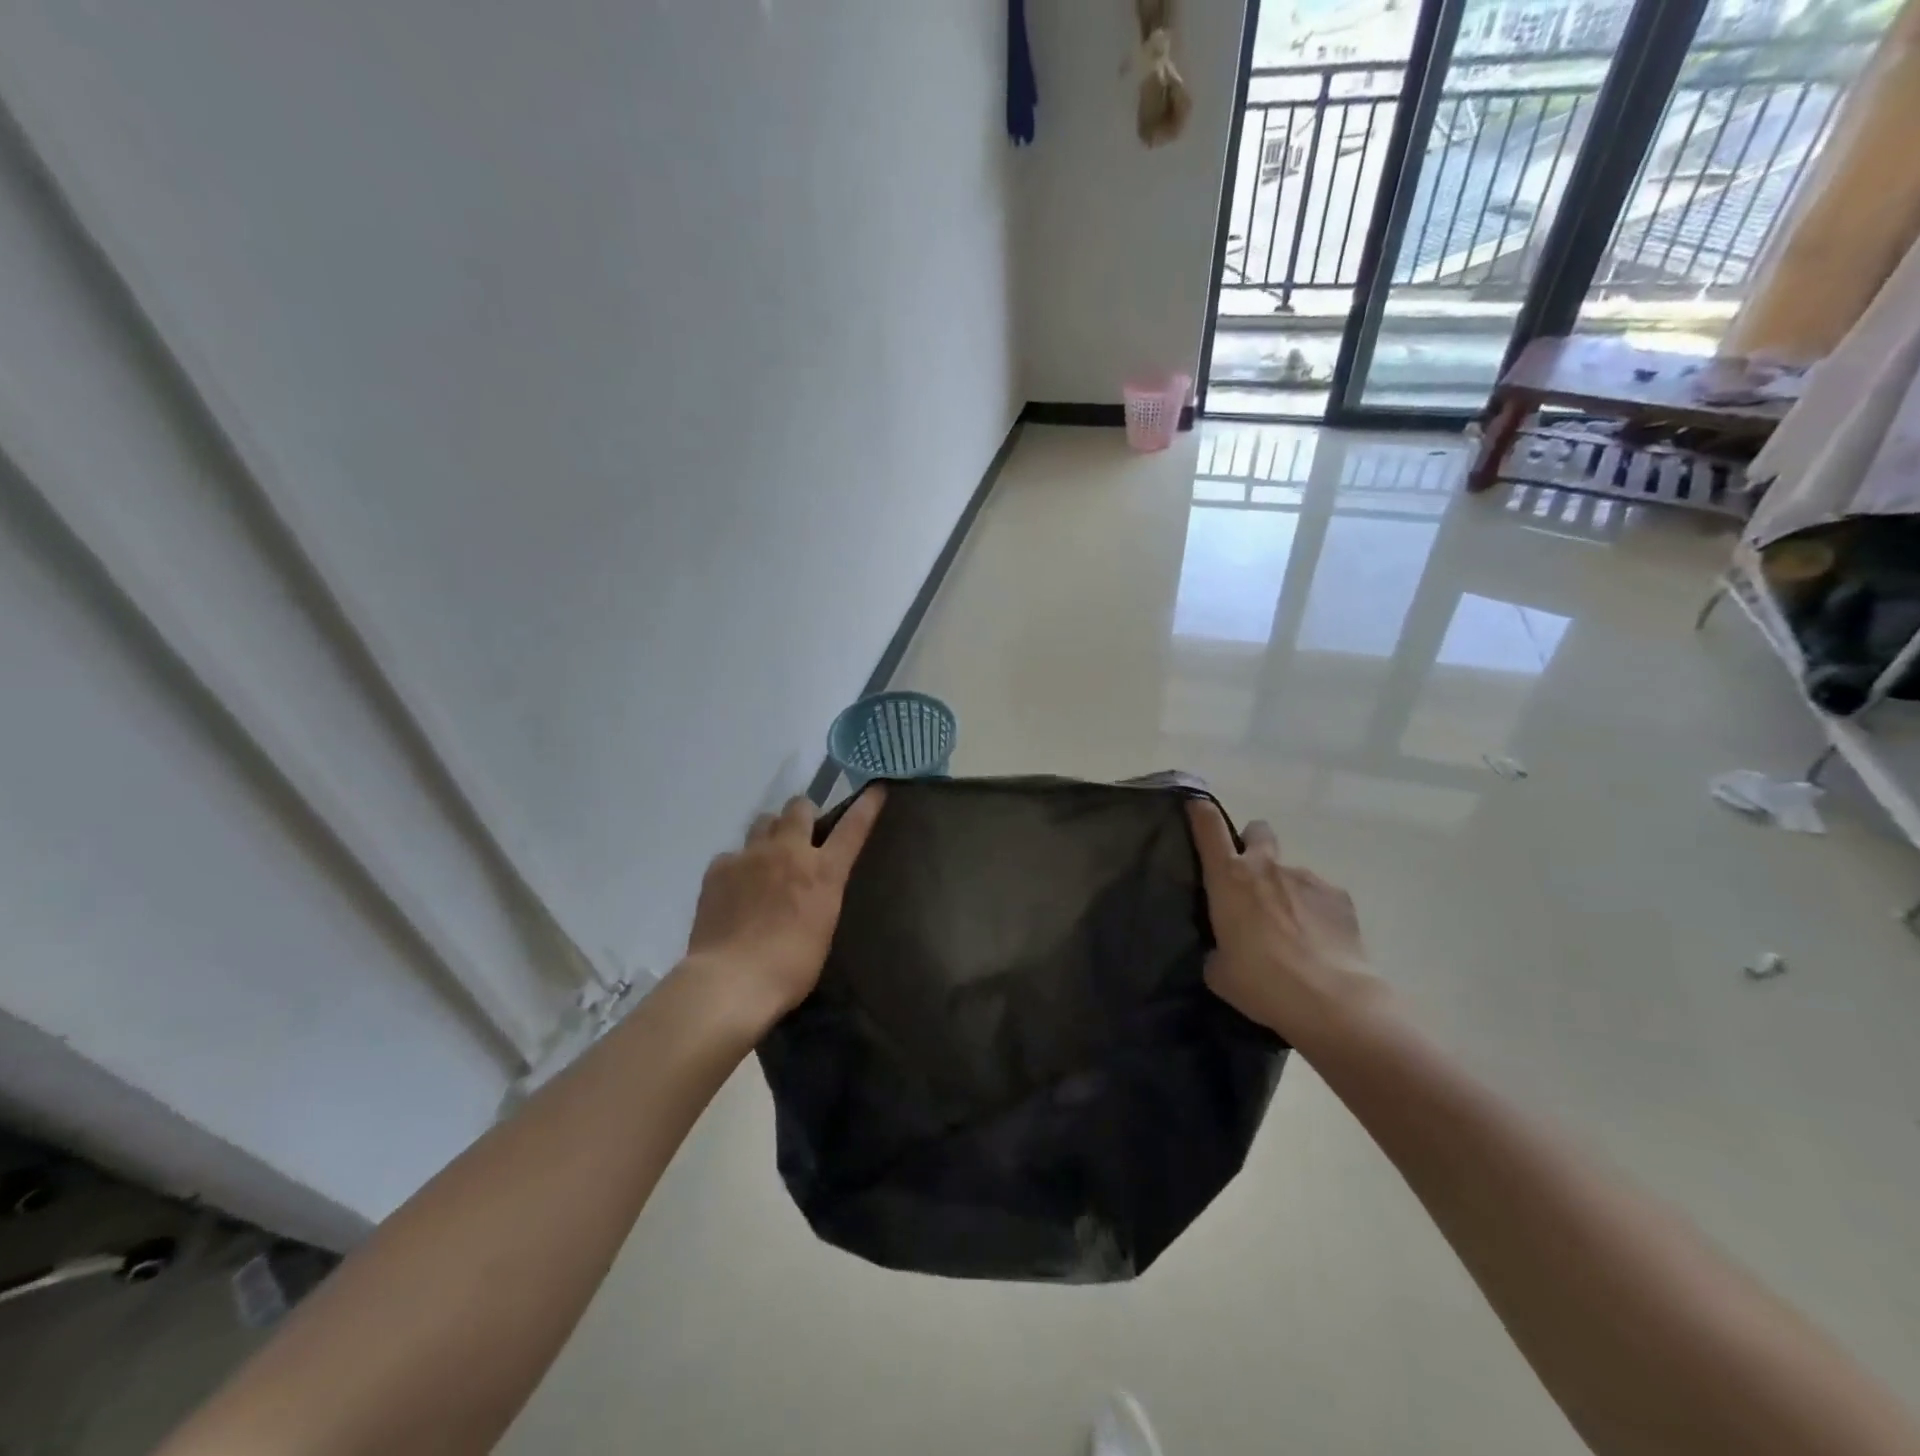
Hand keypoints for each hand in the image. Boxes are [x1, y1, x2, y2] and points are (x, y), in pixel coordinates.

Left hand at [686, 788, 886, 1021]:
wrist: (731, 980)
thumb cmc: (789, 967)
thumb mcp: (822, 929)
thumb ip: (819, 897)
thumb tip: (808, 889)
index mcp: (822, 872)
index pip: (852, 828)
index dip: (866, 805)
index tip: (875, 788)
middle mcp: (788, 852)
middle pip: (799, 807)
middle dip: (804, 814)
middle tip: (802, 834)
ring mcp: (750, 856)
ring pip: (764, 821)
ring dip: (771, 832)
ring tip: (767, 858)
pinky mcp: (719, 868)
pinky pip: (733, 853)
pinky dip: (738, 865)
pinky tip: (735, 888)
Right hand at [1186, 799, 1380, 1043]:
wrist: (1331, 1001)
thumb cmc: (1260, 982)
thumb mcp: (1219, 971)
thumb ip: (1218, 948)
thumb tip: (1226, 948)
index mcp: (1229, 878)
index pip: (1208, 825)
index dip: (1199, 810)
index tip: (1195, 806)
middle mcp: (1266, 867)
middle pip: (1257, 830)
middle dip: (1253, 844)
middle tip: (1251, 878)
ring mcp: (1306, 877)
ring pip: (1290, 871)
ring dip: (1286, 891)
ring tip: (1292, 933)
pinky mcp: (1339, 896)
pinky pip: (1320, 896)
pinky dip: (1315, 912)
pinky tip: (1318, 943)